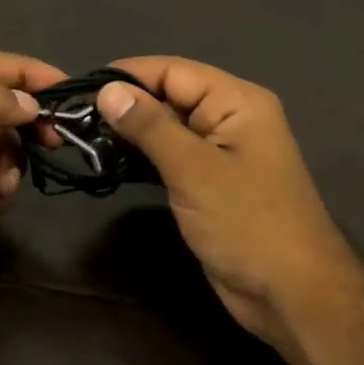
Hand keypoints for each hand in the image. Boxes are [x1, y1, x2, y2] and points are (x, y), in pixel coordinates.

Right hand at [96, 57, 363, 358]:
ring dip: (130, 134)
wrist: (291, 294)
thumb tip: (107, 89)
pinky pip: (171, 157)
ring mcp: (220, 153)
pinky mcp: (209, 183)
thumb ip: (150, 126)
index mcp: (237, 101)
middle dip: (124, 105)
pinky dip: (143, 158)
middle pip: (169, 96)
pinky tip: (110, 163)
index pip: (172, 71)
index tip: (78, 89)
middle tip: (73, 120)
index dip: (127, 76)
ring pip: (166, 129)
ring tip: (82, 140)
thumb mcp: (194, 169)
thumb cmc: (247, 223)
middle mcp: (229, 118)